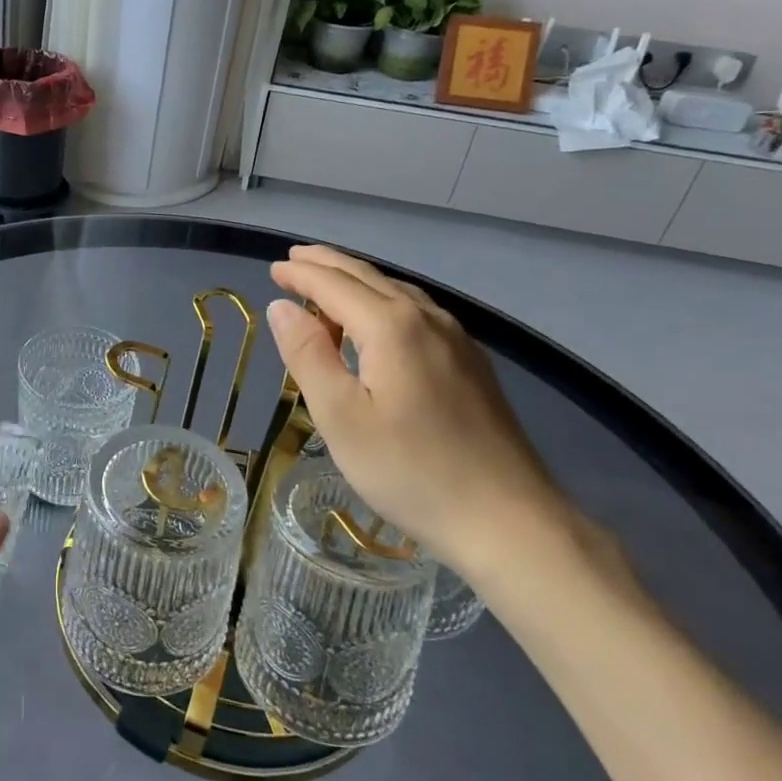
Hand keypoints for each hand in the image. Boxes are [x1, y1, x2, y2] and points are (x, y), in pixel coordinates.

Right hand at [266, 245, 569, 577]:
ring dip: (356, 282)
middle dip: (327, 265)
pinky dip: (383, 303)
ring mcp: (456, 340)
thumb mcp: (341, 417)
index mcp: (391, 326)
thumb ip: (308, 355)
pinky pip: (417, 313)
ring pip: (397, 292)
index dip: (301, 274)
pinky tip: (378, 323)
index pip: (334, 284)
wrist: (509, 520)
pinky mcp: (471, 364)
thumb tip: (281, 306)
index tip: (273, 269)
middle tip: (294, 260)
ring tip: (326, 287)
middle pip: (368, 278)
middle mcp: (427, 318)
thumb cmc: (410, 470)